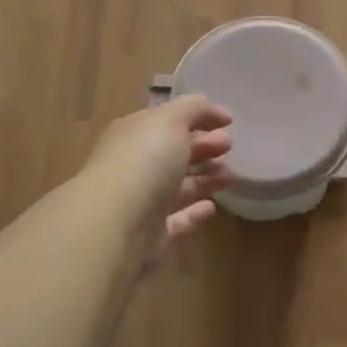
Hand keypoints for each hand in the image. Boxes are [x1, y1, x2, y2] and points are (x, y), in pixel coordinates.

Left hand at [84, 96, 234, 259]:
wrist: (115, 225)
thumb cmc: (143, 162)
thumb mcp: (170, 121)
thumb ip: (193, 109)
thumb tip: (217, 111)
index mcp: (133, 135)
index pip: (166, 122)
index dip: (196, 119)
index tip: (228, 123)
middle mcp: (134, 167)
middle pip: (172, 154)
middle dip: (202, 147)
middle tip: (229, 146)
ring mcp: (141, 203)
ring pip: (177, 187)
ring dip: (205, 178)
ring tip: (231, 176)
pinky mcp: (151, 237)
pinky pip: (176, 221)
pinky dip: (194, 214)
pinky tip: (213, 207)